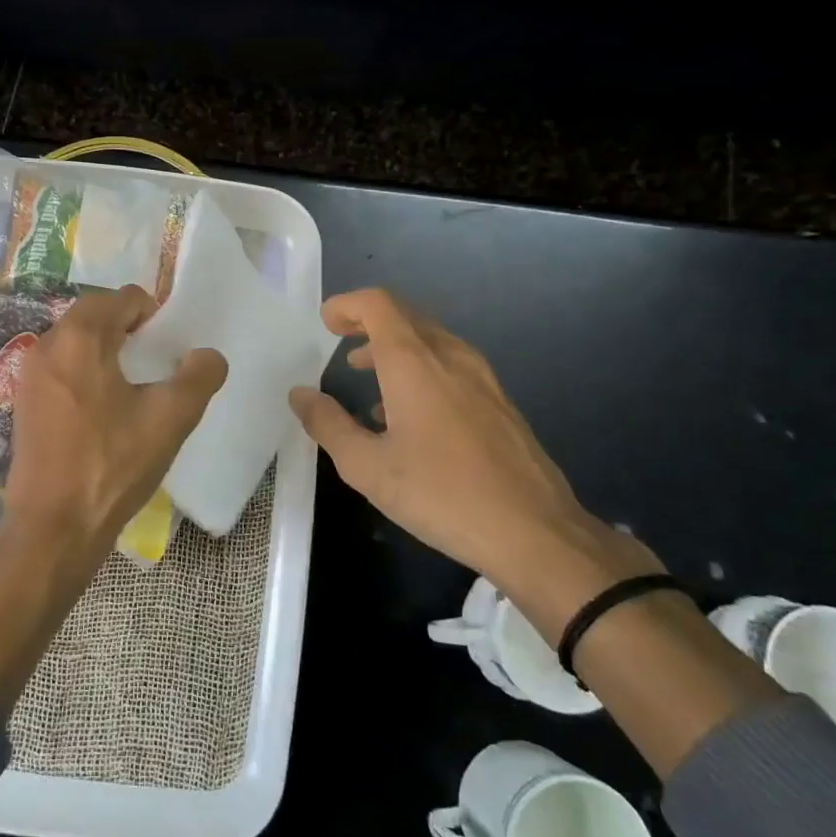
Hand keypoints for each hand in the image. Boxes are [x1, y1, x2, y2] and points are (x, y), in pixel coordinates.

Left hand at [3, 284, 226, 575]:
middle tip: (153, 363)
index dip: (152, 314)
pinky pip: (59, 367)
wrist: (54, 526)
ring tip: (131, 386)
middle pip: (94, 314)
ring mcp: (29, 374)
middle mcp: (46, 344)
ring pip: (74, 341)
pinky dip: (83, 371)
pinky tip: (101, 409)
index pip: (123, 298)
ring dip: (104, 349)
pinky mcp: (23, 402)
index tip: (167, 347)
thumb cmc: (113, 465)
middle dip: (127, 328)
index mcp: (80, 337)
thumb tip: (207, 356)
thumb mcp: (170, 419)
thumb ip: (199, 376)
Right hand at [289, 289, 655, 642]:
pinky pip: (452, 365)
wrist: (535, 532)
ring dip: (395, 348)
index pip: (378, 304)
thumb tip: (300, 395)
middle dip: (369, 323)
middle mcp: (450, 357)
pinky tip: (412, 415)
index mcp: (414, 362)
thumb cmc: (441, 494)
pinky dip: (422, 369)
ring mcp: (482, 377)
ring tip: (369, 380)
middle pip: (406, 316)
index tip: (325, 324)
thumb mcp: (367, 467)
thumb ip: (328, 424)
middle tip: (341, 344)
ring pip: (432, 340)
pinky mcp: (501, 402)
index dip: (347, 305)